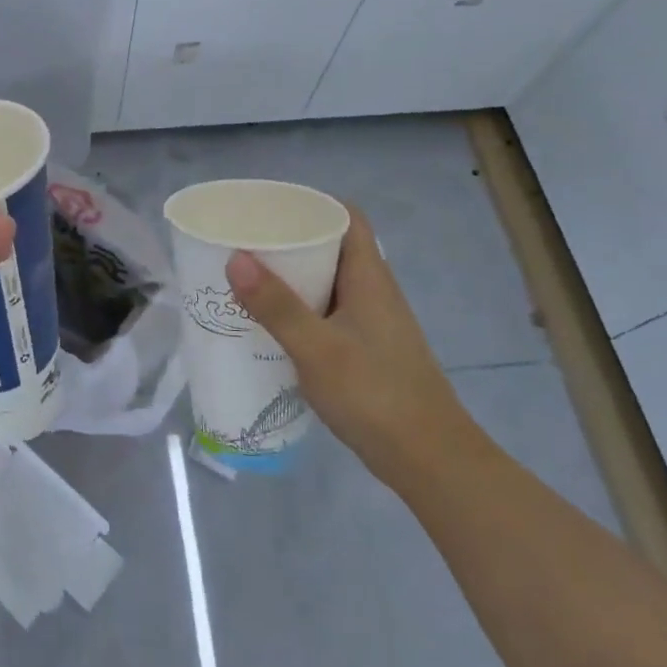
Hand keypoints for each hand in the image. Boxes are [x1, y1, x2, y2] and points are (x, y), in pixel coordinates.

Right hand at [226, 206, 480, 487]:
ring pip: (328, 282)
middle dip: (290, 239)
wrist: (431, 462)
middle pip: (333, 247)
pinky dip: (299, 308)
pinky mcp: (366, 350)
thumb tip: (235, 257)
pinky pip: (327, 312)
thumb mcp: (317, 349)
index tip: (270, 205)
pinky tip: (271, 323)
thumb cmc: (375, 395)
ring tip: (247, 276)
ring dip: (292, 276)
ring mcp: (372, 323)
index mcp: (369, 278)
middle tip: (245, 240)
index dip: (312, 204)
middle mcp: (373, 292)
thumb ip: (276, 305)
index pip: (347, 218)